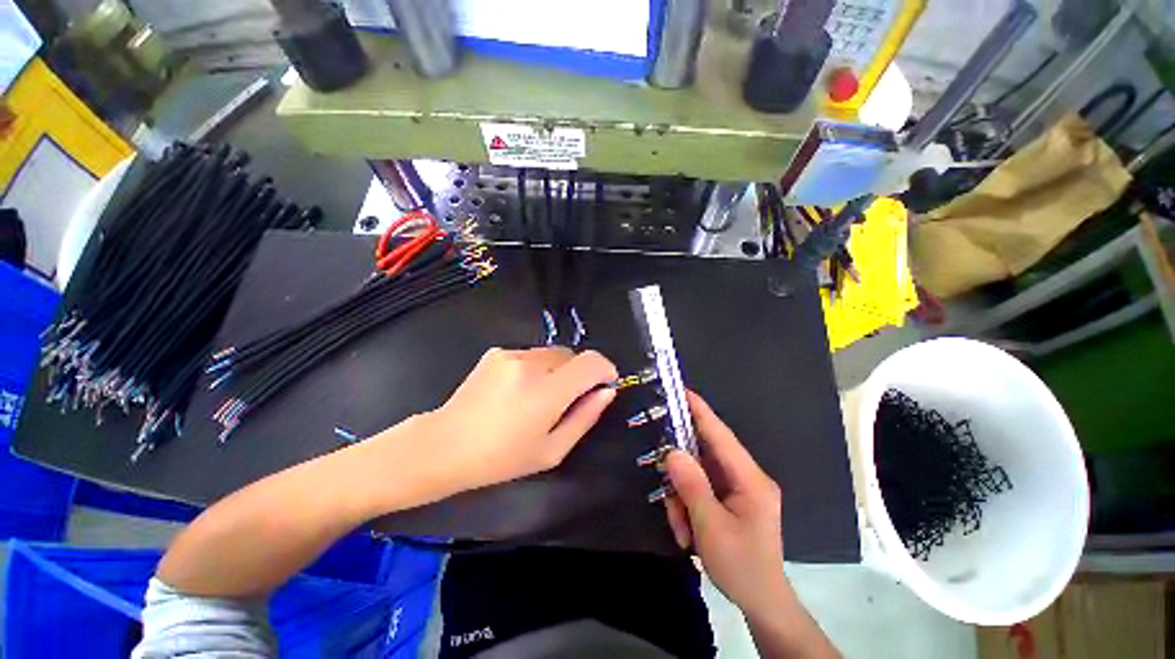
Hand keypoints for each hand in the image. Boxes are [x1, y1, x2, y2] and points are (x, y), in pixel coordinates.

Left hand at [421, 347, 617, 492]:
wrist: (445, 445)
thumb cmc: (502, 458)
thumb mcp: (552, 450)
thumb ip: (586, 417)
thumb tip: (607, 391)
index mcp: (547, 391)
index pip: (591, 362)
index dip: (605, 369)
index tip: (605, 384)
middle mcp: (531, 364)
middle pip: (573, 355)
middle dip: (579, 374)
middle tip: (566, 401)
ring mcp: (511, 354)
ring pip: (553, 353)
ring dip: (557, 371)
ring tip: (538, 397)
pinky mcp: (497, 352)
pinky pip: (532, 354)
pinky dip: (537, 368)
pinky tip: (518, 391)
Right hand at [664, 392, 790, 617]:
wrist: (762, 602)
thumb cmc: (742, 566)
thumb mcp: (712, 528)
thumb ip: (692, 486)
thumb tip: (672, 452)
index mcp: (750, 479)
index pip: (720, 435)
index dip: (700, 411)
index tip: (681, 391)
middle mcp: (746, 477)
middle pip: (704, 456)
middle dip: (682, 473)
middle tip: (668, 491)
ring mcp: (738, 488)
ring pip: (698, 474)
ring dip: (683, 497)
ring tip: (683, 528)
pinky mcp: (730, 499)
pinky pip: (701, 489)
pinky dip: (689, 505)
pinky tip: (688, 531)